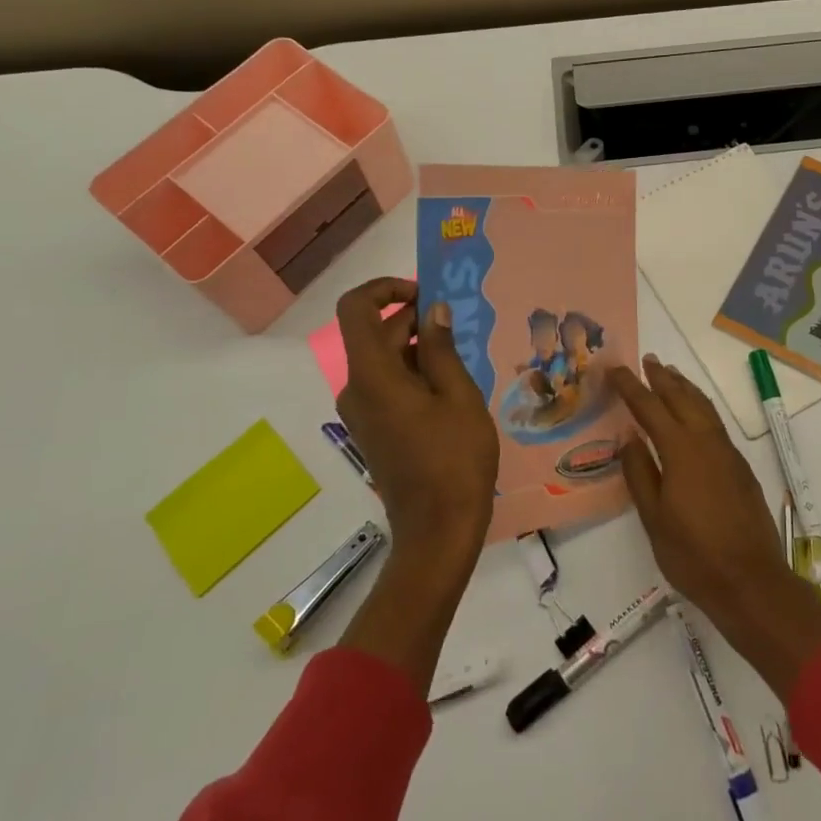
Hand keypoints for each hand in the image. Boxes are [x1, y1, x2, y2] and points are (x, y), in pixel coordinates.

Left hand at [333, 277, 497, 559]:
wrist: (437, 532)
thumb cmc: (454, 460)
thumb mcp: (459, 396)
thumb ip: (443, 348)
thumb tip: (434, 311)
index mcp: (373, 375)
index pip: (356, 308)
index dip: (386, 289)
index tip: (425, 294)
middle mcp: (356, 389)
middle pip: (376, 334)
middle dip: (416, 321)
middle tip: (463, 328)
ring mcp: (362, 412)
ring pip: (385, 361)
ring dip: (420, 350)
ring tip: (464, 362)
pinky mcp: (373, 430)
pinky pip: (388, 386)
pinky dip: (415, 375)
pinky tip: (452, 390)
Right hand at [609, 356, 820, 699]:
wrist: (751, 581)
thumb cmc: (694, 554)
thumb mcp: (654, 518)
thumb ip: (640, 472)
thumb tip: (629, 436)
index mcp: (681, 450)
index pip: (650, 407)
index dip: (631, 386)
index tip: (615, 368)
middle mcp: (707, 442)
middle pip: (682, 398)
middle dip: (662, 377)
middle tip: (647, 360)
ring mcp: (728, 453)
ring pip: (704, 407)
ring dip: (685, 388)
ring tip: (670, 374)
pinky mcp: (740, 467)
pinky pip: (716, 423)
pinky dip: (700, 407)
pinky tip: (695, 415)